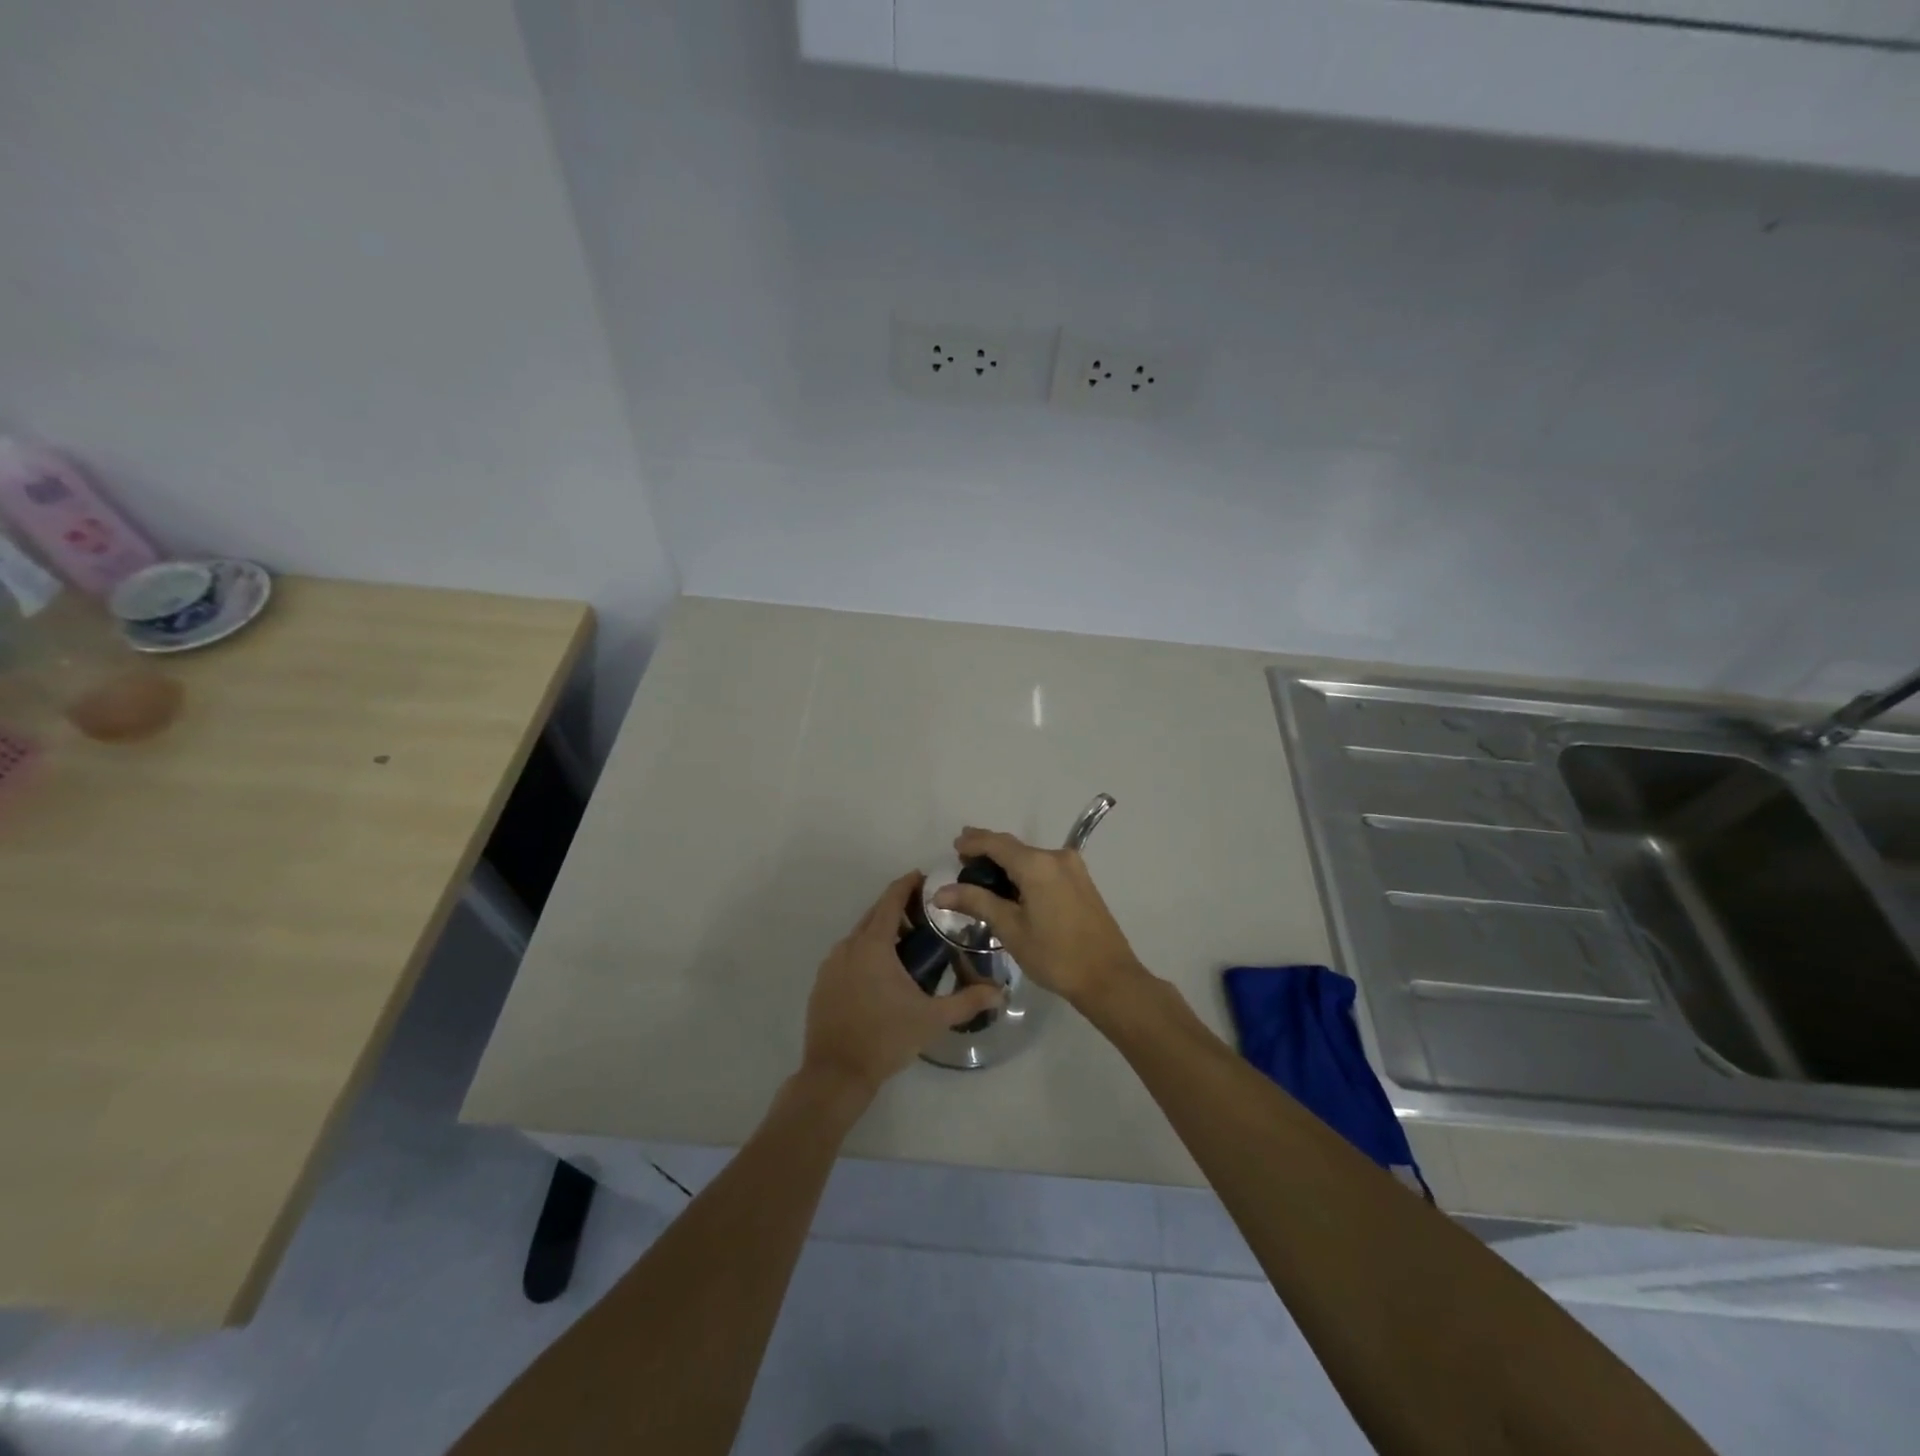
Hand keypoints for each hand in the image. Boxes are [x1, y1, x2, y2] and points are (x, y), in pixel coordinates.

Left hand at [802, 872, 1003, 1098]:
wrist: (836, 1073)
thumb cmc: (886, 1039)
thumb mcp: (932, 1019)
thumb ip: (968, 1001)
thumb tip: (1001, 993)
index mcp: (873, 945)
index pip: (890, 900)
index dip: (907, 884)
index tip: (924, 877)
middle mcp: (848, 946)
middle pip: (874, 914)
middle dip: (897, 908)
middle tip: (925, 914)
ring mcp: (831, 965)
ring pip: (859, 936)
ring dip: (882, 932)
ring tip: (908, 945)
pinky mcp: (822, 984)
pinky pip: (847, 955)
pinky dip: (865, 952)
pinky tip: (882, 974)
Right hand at [932, 828, 1147, 1009]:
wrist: (1108, 977)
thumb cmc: (1055, 955)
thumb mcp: (1010, 929)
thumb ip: (977, 902)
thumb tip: (941, 891)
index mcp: (1037, 864)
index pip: (997, 843)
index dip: (973, 841)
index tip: (954, 845)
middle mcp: (1056, 857)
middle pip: (1014, 846)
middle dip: (988, 850)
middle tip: (963, 858)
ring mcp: (1073, 868)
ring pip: (1031, 856)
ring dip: (1007, 861)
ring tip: (983, 874)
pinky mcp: (1082, 881)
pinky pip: (1045, 867)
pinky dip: (1024, 870)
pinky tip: (1013, 885)